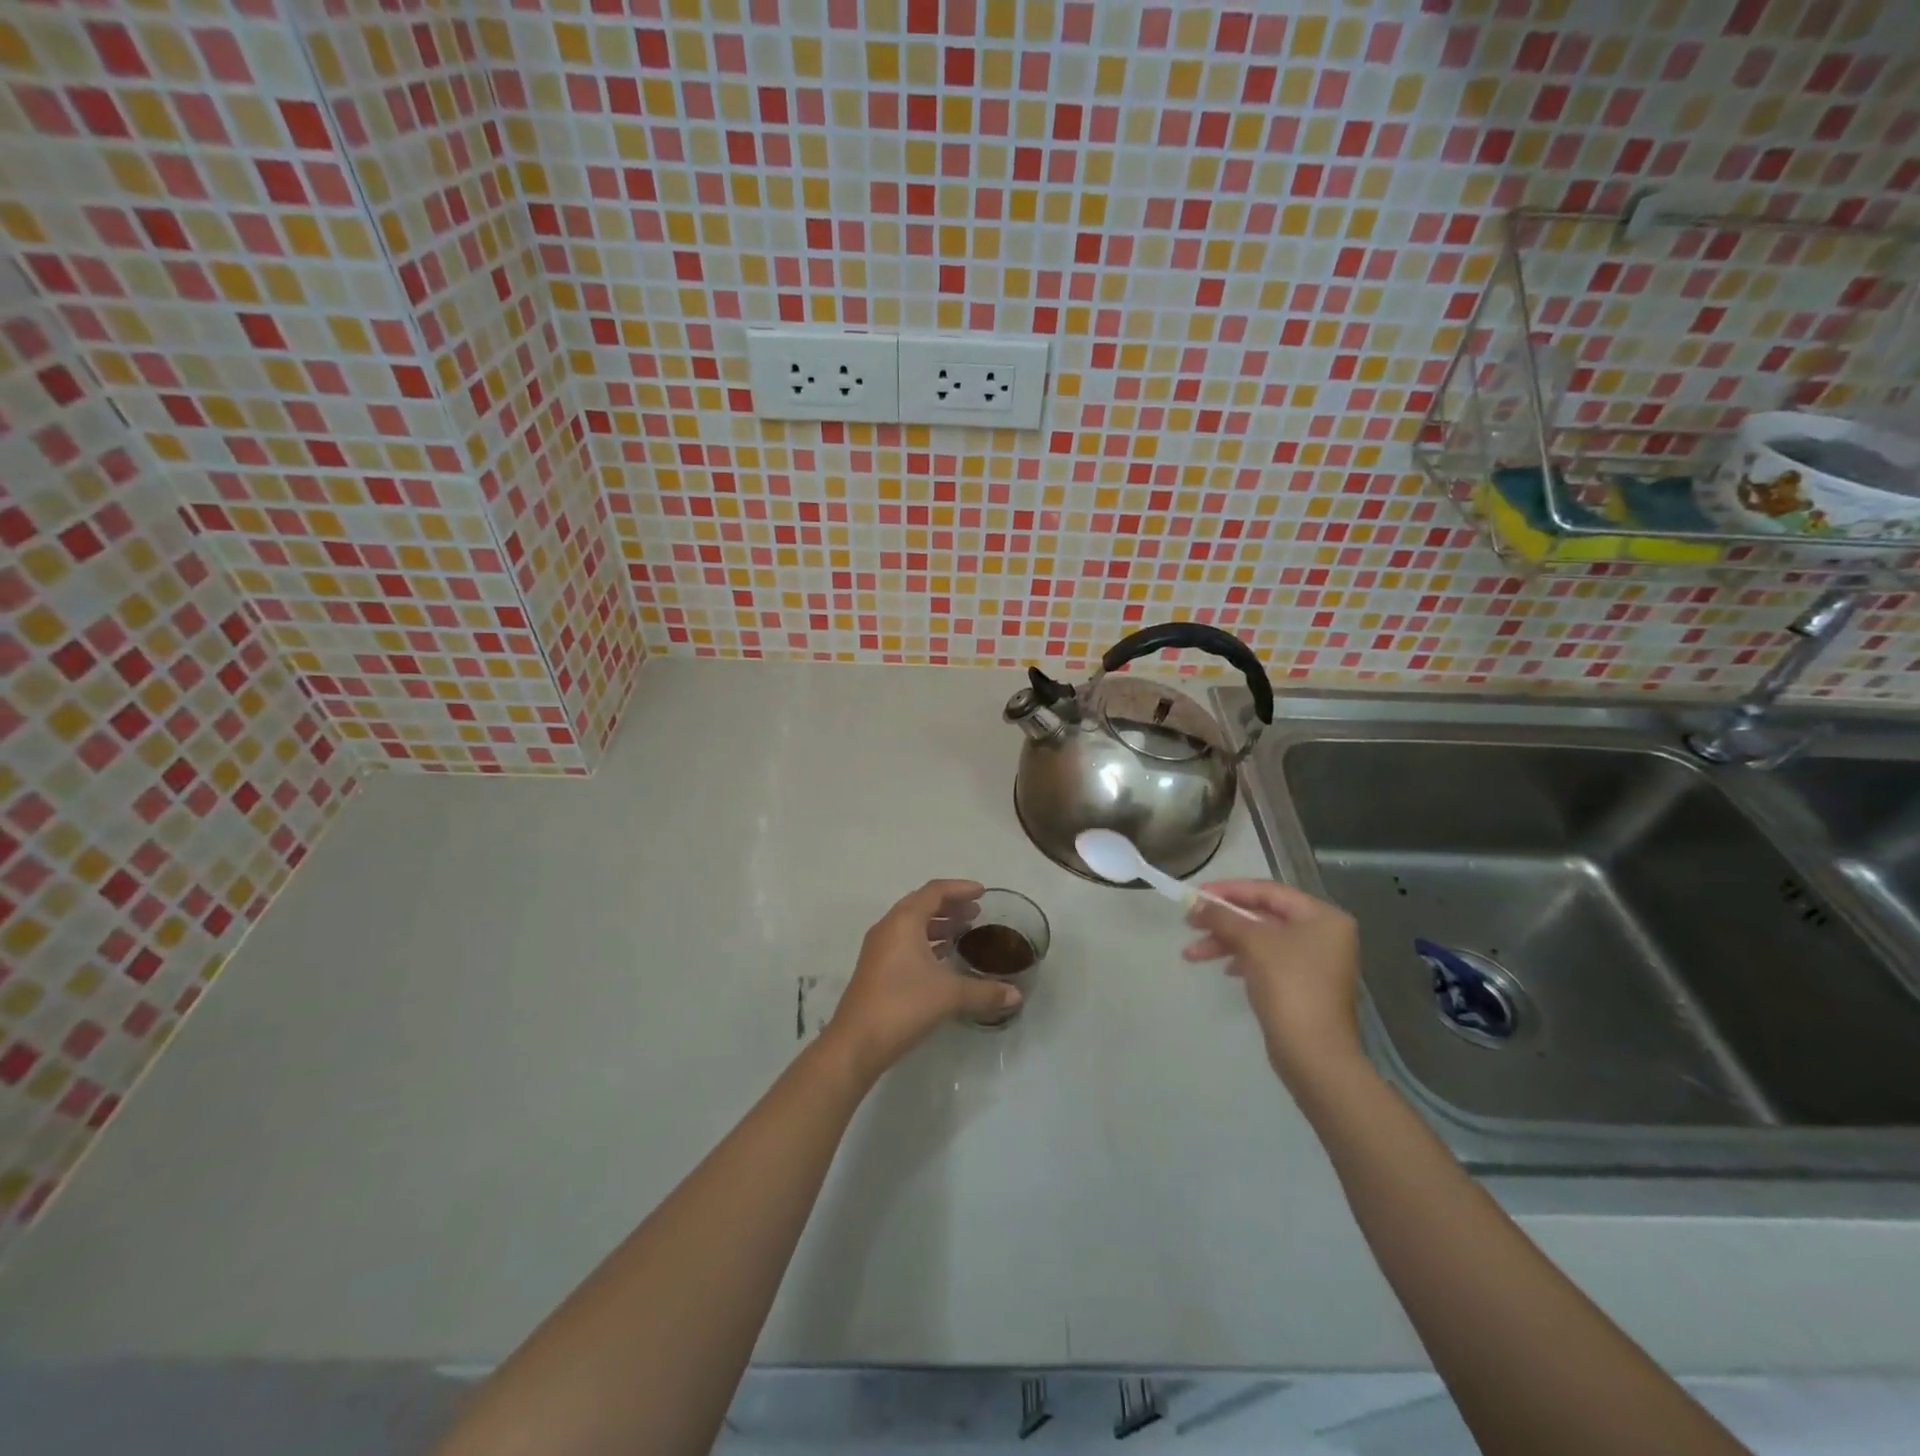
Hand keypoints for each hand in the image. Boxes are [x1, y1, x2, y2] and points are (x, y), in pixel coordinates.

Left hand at [825, 879, 1014, 1079]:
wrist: (857, 1042)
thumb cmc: (903, 1005)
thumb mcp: (950, 995)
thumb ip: (985, 992)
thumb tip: (1016, 995)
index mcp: (904, 921)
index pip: (935, 891)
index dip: (960, 888)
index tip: (983, 893)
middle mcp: (889, 927)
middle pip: (922, 904)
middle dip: (950, 905)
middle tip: (976, 913)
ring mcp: (879, 948)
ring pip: (912, 924)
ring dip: (937, 924)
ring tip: (963, 932)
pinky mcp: (876, 968)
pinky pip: (905, 942)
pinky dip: (926, 942)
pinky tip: (943, 958)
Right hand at [1184, 879, 1364, 1085]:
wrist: (1314, 1054)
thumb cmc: (1289, 986)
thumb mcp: (1253, 943)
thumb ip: (1224, 918)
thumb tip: (1197, 903)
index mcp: (1322, 917)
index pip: (1269, 891)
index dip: (1230, 890)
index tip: (1197, 894)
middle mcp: (1322, 934)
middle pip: (1263, 915)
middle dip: (1224, 920)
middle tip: (1189, 923)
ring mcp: (1314, 962)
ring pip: (1261, 940)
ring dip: (1225, 942)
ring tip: (1192, 954)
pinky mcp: (1302, 985)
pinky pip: (1266, 960)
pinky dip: (1242, 960)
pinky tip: (1223, 969)